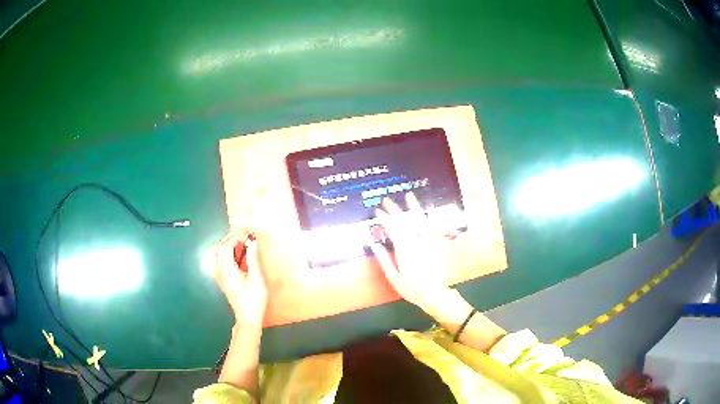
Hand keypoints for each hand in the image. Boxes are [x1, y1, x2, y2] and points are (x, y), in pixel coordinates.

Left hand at [213, 232, 267, 328]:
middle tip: (246, 235)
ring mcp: (219, 275)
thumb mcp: (256, 279)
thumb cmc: (253, 300)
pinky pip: (219, 260)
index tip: (249, 235)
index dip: (236, 237)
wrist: (248, 317)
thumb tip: (252, 242)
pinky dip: (227, 252)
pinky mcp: (222, 278)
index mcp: (226, 269)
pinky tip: (237, 253)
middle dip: (232, 238)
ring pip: (218, 253)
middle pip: (220, 247)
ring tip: (241, 242)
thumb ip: (252, 258)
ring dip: (228, 244)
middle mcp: (219, 270)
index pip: (226, 246)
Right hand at [370, 192, 453, 313]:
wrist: (435, 294)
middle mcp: (418, 243)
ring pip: (421, 220)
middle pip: (406, 222)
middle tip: (387, 200)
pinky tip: (427, 210)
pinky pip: (434, 227)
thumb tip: (373, 244)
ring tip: (409, 196)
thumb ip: (383, 259)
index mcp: (405, 251)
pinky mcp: (439, 244)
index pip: (393, 229)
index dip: (385, 218)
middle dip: (395, 210)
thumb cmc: (411, 289)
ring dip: (414, 207)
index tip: (378, 211)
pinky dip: (429, 217)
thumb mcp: (393, 277)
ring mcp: (430, 242)